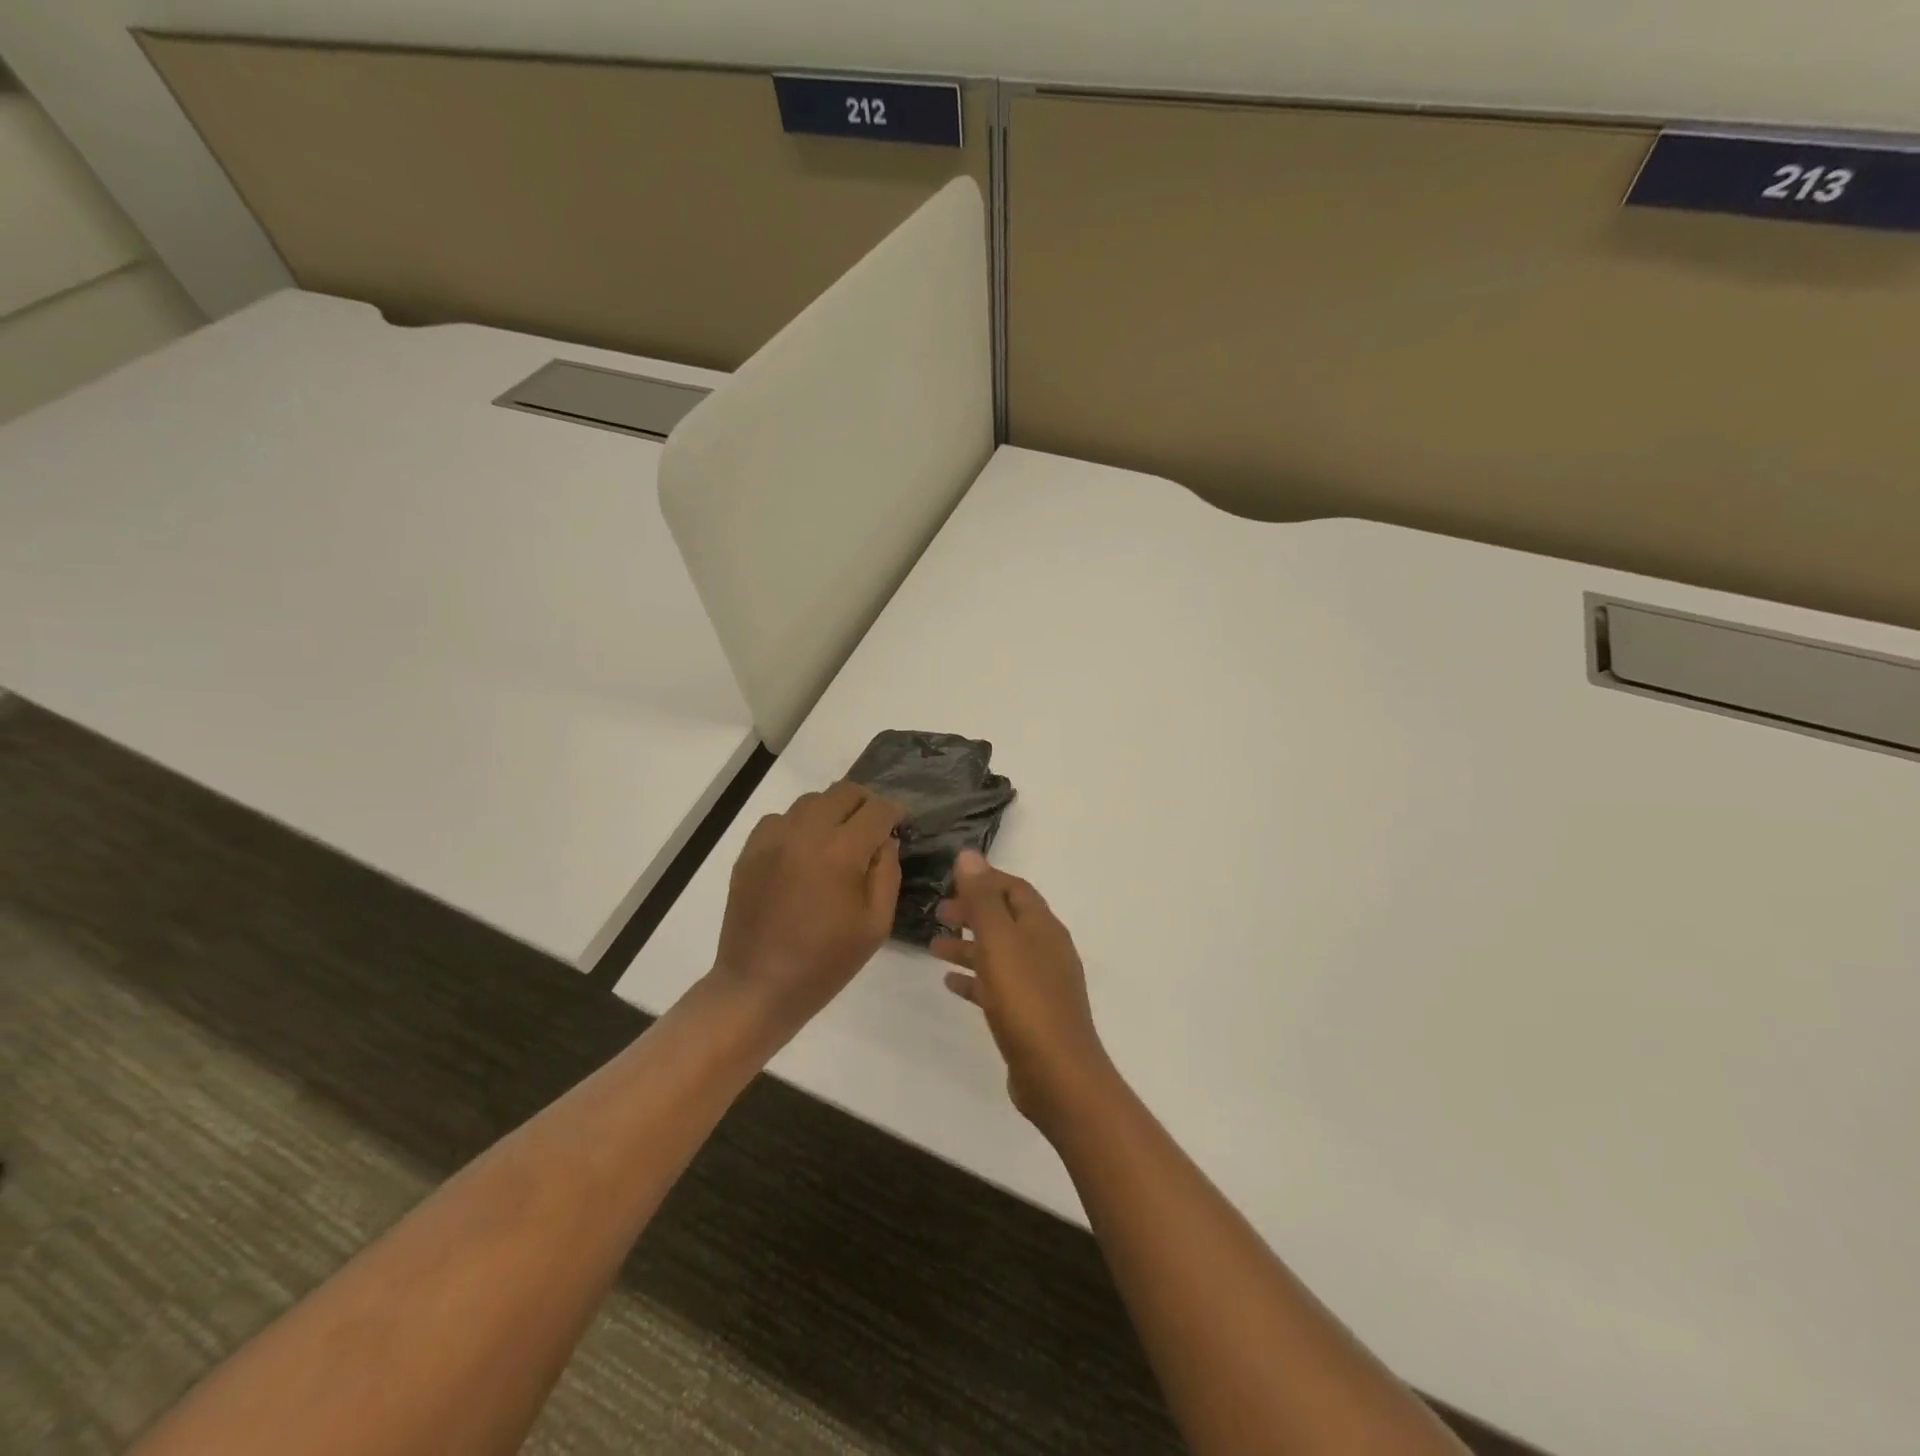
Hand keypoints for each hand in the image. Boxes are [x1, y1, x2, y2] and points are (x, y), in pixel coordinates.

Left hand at [711, 781, 903, 1041]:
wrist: (758, 986)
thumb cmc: (825, 962)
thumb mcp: (876, 924)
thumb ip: (887, 873)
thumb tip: (886, 840)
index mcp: (841, 852)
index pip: (877, 809)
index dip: (895, 812)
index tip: (901, 822)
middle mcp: (805, 833)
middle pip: (843, 792)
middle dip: (865, 804)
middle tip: (873, 828)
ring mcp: (773, 839)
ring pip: (811, 801)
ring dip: (832, 811)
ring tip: (838, 839)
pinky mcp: (750, 850)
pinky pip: (780, 818)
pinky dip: (799, 825)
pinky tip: (803, 852)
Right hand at [932, 850, 1115, 1130]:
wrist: (1058, 1075)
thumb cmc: (1026, 1000)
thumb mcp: (999, 942)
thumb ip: (982, 899)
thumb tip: (969, 855)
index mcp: (1042, 927)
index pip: (1014, 889)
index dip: (984, 880)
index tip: (950, 881)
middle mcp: (1045, 949)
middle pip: (1006, 919)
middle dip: (973, 912)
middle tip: (938, 913)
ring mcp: (1041, 984)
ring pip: (1000, 953)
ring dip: (969, 946)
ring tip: (933, 947)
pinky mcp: (1031, 1014)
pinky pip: (999, 985)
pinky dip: (976, 978)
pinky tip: (950, 983)